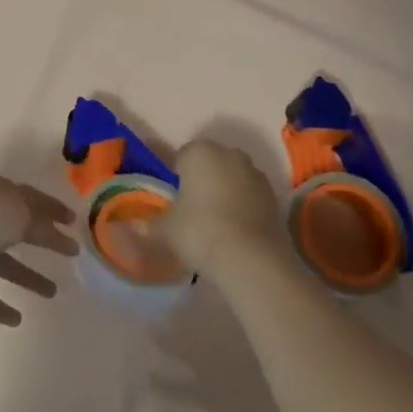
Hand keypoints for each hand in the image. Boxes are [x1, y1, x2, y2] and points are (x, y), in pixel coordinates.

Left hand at [0, 176, 79, 325]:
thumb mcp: (18, 214)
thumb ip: (41, 225)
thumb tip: (59, 233)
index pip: (30, 199)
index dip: (53, 209)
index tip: (74, 221)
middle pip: (18, 230)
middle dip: (43, 240)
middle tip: (71, 255)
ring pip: (4, 264)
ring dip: (27, 277)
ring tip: (54, 292)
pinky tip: (17, 319)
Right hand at [158, 138, 285, 275]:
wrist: (252, 260)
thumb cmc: (200, 231)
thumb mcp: (166, 229)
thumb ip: (151, 223)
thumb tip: (137, 226)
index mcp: (199, 151)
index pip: (181, 157)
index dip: (176, 177)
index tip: (174, 200)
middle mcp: (229, 154)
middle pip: (210, 164)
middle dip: (203, 180)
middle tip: (193, 210)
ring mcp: (256, 174)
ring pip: (233, 178)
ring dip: (226, 192)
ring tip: (216, 224)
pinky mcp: (275, 198)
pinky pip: (251, 197)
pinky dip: (244, 208)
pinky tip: (236, 232)